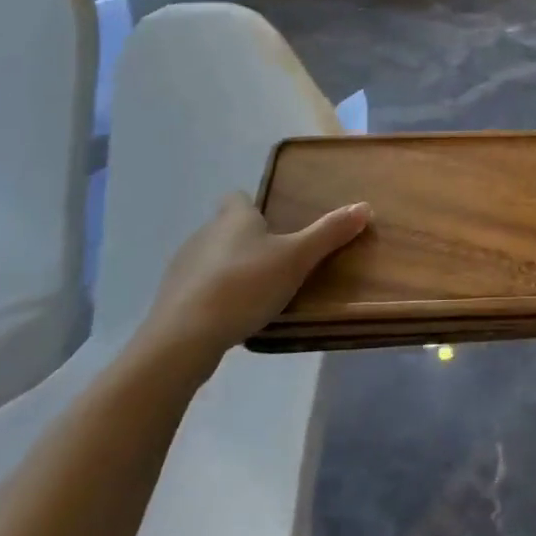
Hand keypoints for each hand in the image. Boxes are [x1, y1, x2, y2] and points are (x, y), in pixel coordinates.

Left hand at [133, 192, 369, 369]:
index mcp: (234, 218)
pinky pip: (197, 290)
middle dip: (246, 241)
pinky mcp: (171, 300)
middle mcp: (204, 234)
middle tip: (275, 262)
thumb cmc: (245, 285)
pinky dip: (212, 297)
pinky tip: (229, 318)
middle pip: (225, 228)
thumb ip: (329, 233)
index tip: (271, 223)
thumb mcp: (296, 259)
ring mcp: (182, 267)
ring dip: (228, 270)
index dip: (252, 206)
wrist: (183, 338)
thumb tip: (364, 206)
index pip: (238, 197)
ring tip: (254, 294)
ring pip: (210, 259)